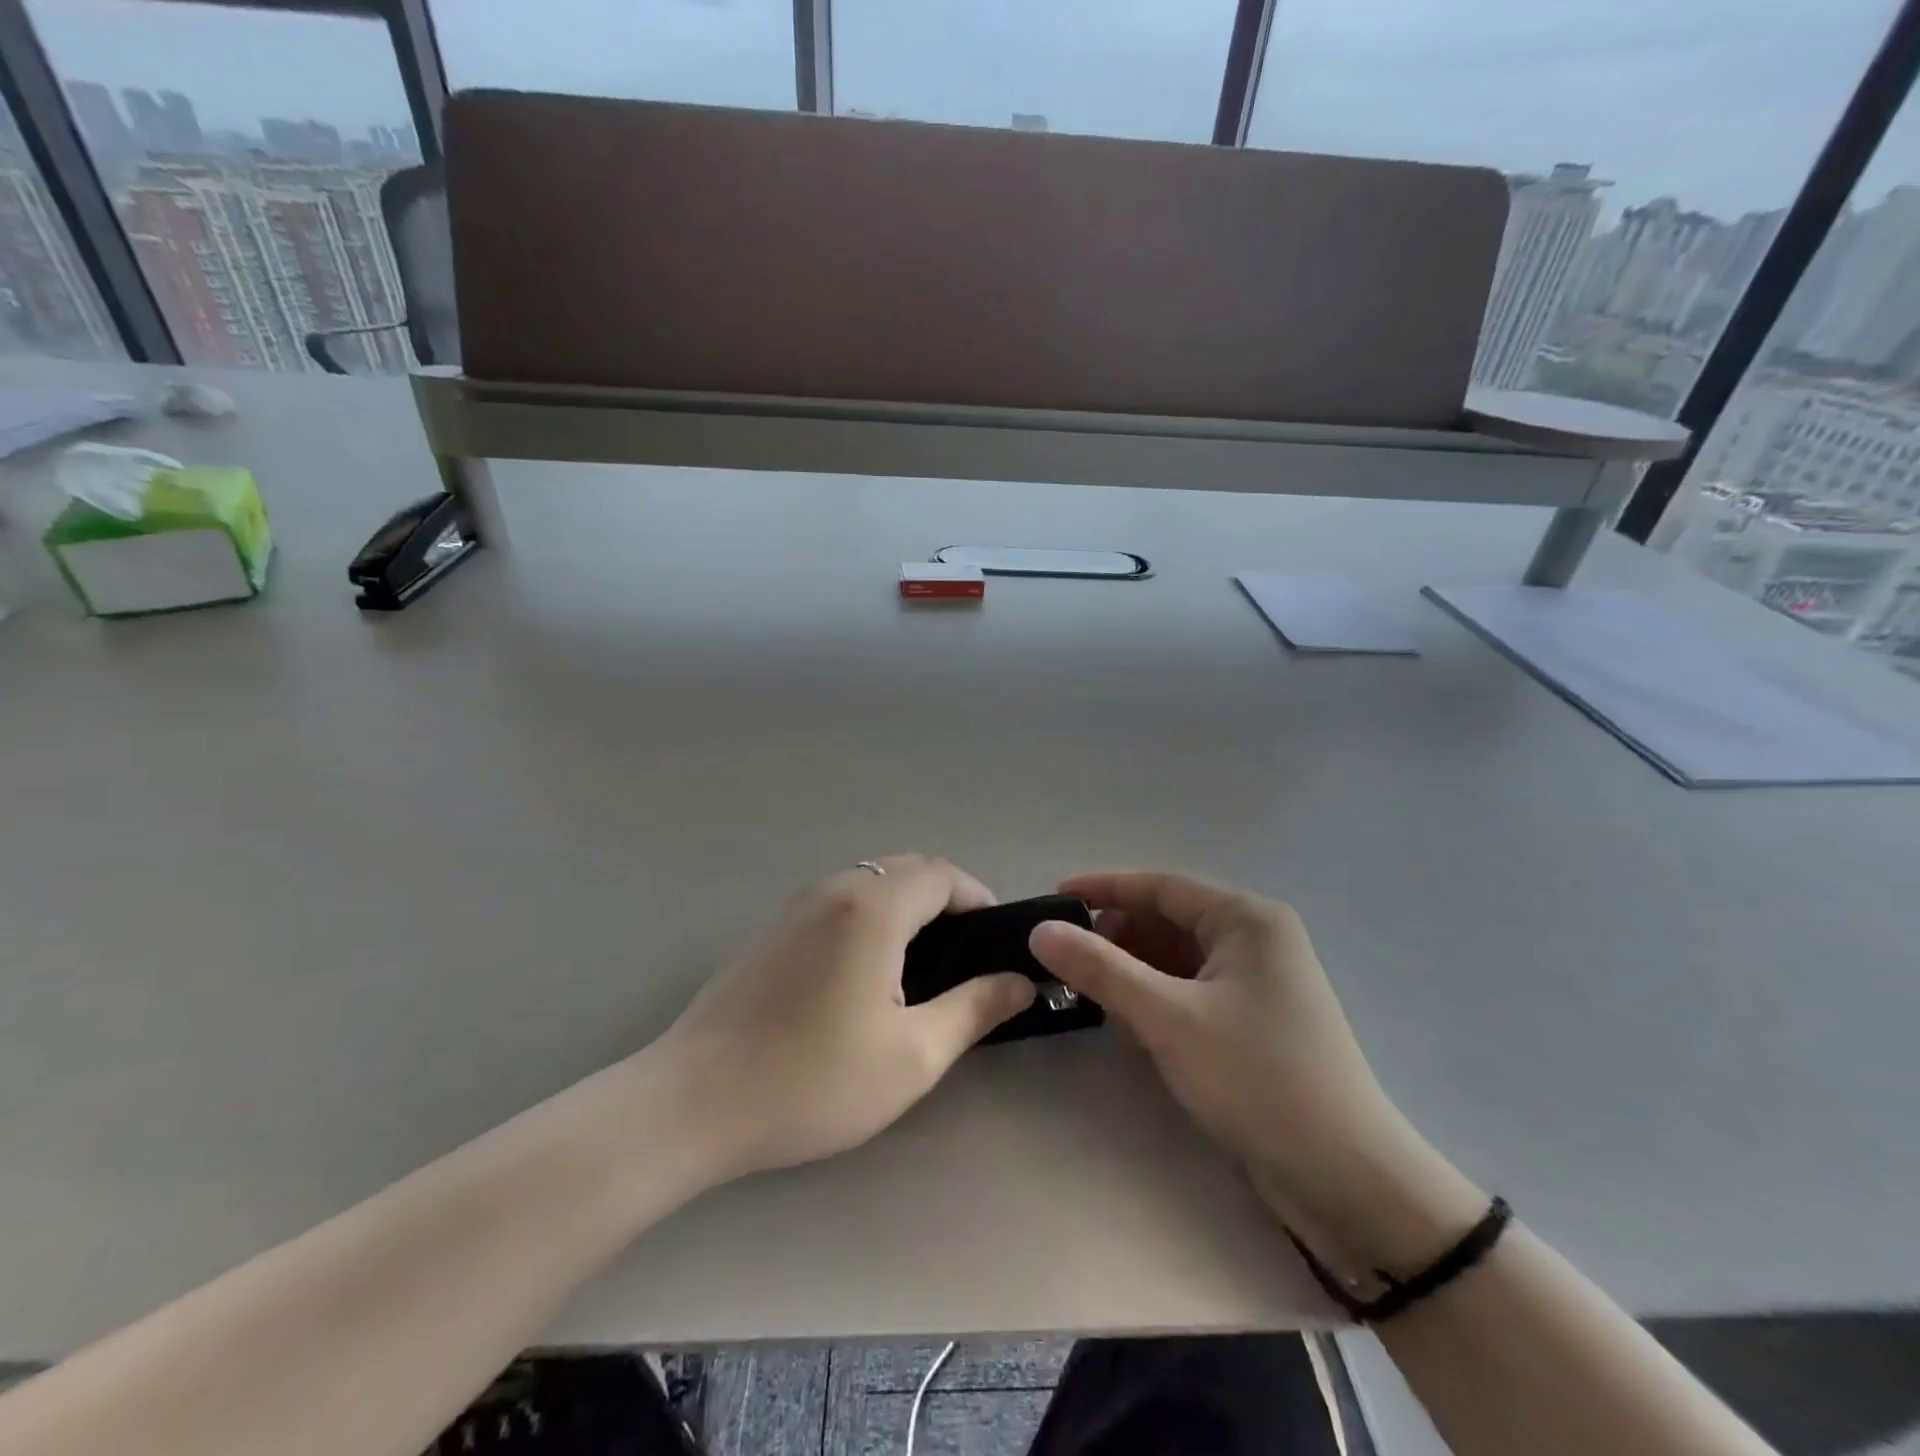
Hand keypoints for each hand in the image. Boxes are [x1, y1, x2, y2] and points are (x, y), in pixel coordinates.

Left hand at [656, 856, 1035, 1181]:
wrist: (693, 1103)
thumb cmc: (812, 1079)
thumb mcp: (912, 1055)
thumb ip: (974, 1009)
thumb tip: (1019, 982)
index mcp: (872, 908)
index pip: (942, 873)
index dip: (978, 897)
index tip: (996, 941)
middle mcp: (834, 890)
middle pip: (906, 869)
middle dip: (946, 899)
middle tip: (965, 956)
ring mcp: (795, 906)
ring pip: (870, 882)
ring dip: (906, 906)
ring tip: (922, 967)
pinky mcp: (771, 930)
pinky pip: (838, 901)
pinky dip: (870, 916)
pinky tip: (866, 973)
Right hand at [1029, 871, 1483, 1271]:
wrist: (1347, 1182)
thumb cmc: (1259, 1080)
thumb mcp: (1169, 1019)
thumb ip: (1101, 970)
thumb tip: (1040, 931)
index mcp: (1246, 919)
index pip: (1160, 886)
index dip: (1103, 889)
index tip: (1052, 899)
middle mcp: (1254, 939)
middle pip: (1167, 920)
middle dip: (1115, 936)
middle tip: (1062, 957)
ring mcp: (1256, 981)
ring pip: (1175, 958)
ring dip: (1131, 970)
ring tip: (1084, 989)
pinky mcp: (1252, 1021)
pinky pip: (1189, 990)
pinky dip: (1154, 998)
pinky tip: (1124, 1019)